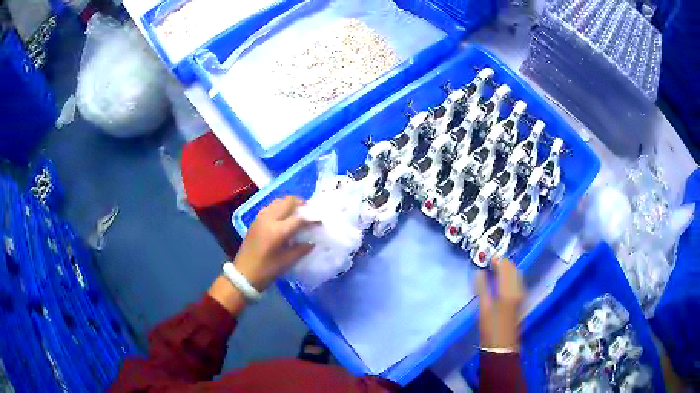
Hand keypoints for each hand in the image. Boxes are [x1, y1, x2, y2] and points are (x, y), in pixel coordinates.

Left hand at [234, 197, 314, 290]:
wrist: (243, 274)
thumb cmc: (266, 270)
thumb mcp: (287, 262)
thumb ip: (301, 249)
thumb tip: (312, 241)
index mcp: (278, 231)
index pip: (299, 218)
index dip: (312, 218)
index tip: (320, 221)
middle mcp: (268, 219)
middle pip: (287, 202)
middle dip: (300, 204)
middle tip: (310, 211)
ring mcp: (260, 218)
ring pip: (278, 202)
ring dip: (289, 204)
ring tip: (298, 212)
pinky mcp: (255, 221)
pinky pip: (270, 207)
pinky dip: (280, 208)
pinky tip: (284, 217)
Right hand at [476, 258, 524, 350]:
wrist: (502, 345)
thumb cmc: (490, 328)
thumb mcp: (484, 308)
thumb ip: (482, 288)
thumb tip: (479, 272)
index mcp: (508, 290)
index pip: (506, 268)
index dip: (497, 260)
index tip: (488, 259)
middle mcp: (518, 289)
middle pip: (513, 269)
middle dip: (504, 263)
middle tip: (491, 263)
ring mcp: (521, 294)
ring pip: (517, 274)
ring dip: (508, 269)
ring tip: (496, 270)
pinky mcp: (521, 300)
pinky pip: (518, 281)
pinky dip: (511, 277)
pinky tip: (503, 281)